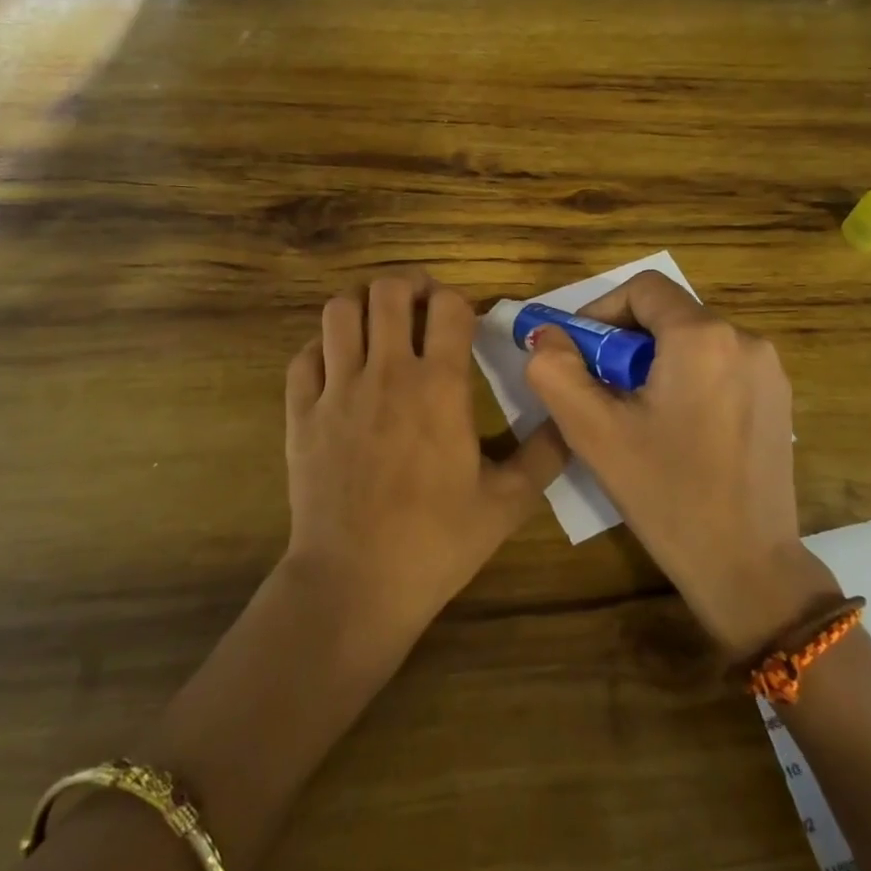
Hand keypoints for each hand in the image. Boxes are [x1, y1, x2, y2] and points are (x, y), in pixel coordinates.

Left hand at [284, 271, 567, 637]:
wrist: (355, 584)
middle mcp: (386, 373)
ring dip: (363, 306)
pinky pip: (305, 354)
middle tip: (421, 307)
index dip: (459, 301)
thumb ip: (545, 456)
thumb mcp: (506, 504)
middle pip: (389, 291)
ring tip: (379, 325)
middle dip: (410, 286)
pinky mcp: (301, 412)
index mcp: (439, 387)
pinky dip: (323, 347)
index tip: (463, 322)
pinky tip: (340, 365)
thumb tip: (569, 421)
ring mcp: (337, 390)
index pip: (449, 306)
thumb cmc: (436, 543)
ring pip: (340, 311)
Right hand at [521, 273, 838, 656]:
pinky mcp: (778, 400)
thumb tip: (546, 336)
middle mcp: (745, 340)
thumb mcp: (594, 432)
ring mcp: (769, 370)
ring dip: (654, 363)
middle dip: (624, 343)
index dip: (601, 312)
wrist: (749, 569)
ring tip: (636, 416)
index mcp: (703, 337)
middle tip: (601, 392)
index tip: (579, 354)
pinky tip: (677, 431)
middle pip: (668, 314)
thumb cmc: (667, 495)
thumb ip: (556, 371)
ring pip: (693, 341)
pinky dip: (687, 380)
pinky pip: (720, 366)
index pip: (642, 288)